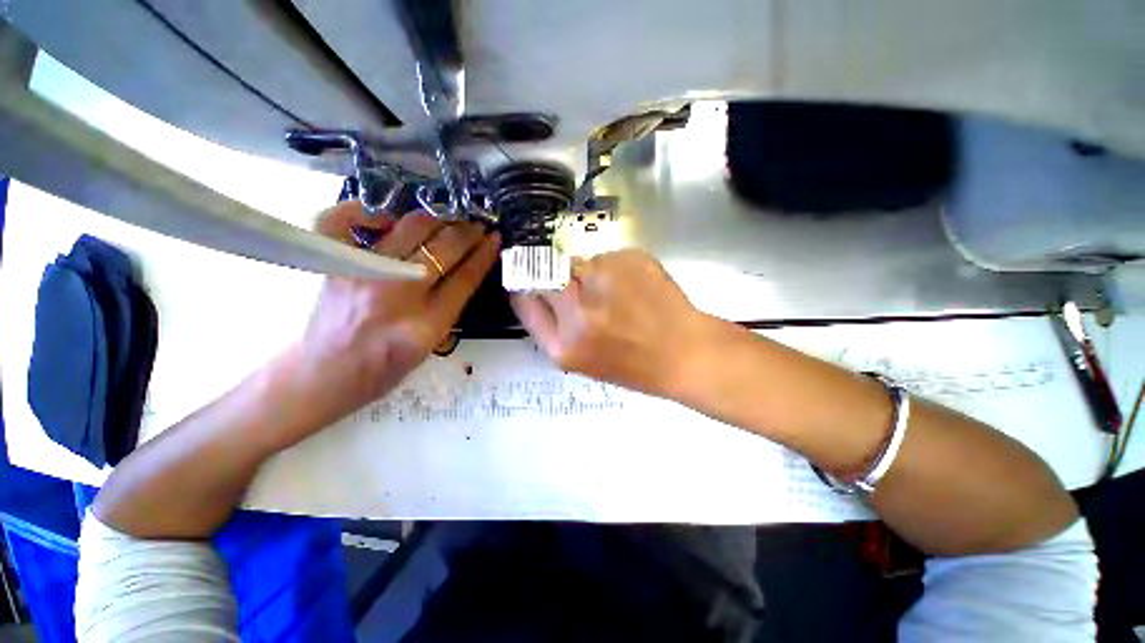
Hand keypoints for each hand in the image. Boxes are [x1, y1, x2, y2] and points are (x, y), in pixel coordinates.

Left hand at [289, 201, 500, 426]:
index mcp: (427, 323)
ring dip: (436, 218)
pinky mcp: (335, 264)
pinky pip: (345, 221)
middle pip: (444, 248)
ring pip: (410, 228)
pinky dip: (366, 211)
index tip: (494, 238)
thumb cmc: (384, 368)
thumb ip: (450, 307)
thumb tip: (466, 270)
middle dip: (467, 232)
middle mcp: (398, 293)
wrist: (325, 375)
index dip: (484, 253)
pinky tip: (385, 216)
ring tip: (447, 218)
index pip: (466, 277)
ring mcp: (363, 273)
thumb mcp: (431, 345)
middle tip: (476, 225)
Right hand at [510, 249, 709, 396]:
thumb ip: (554, 326)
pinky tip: (634, 287)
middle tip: (579, 287)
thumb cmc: (634, 365)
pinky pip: (606, 257)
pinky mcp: (627, 259)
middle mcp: (577, 310)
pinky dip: (613, 269)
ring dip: (589, 274)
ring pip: (578, 262)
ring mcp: (603, 280)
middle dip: (555, 277)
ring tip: (617, 294)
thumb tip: (541, 289)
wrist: (684, 353)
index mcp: (564, 345)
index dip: (525, 287)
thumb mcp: (582, 361)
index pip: (523, 300)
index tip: (533, 282)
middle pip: (543, 272)